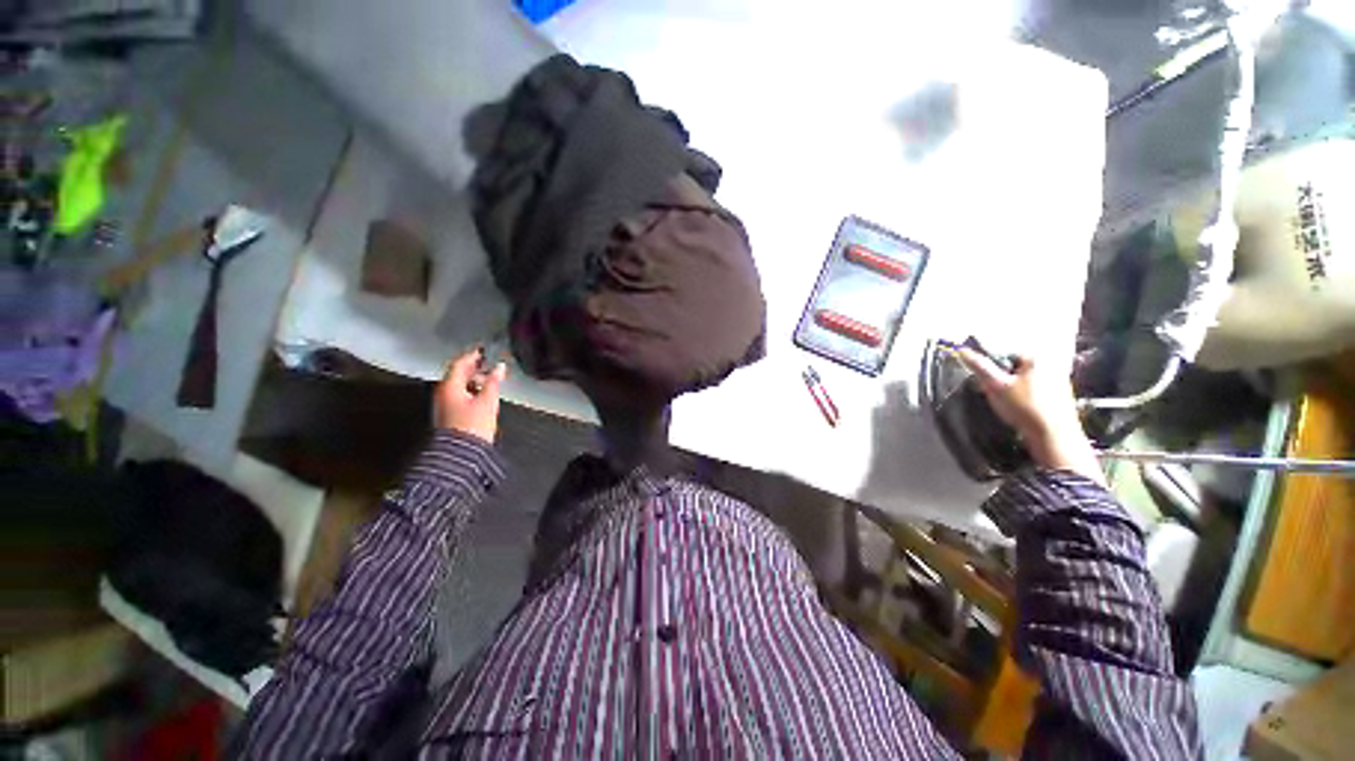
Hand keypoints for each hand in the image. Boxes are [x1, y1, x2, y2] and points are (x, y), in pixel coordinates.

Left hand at [435, 349, 507, 443]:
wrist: (462, 453)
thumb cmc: (473, 427)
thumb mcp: (488, 401)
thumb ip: (493, 382)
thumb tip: (499, 368)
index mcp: (449, 387)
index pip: (459, 364)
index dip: (472, 356)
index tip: (483, 350)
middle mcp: (443, 394)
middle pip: (457, 374)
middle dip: (474, 368)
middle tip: (489, 363)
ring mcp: (444, 405)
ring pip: (459, 385)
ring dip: (473, 380)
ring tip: (490, 379)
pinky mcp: (449, 415)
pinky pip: (459, 396)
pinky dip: (471, 391)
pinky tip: (482, 394)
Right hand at [955, 348, 1104, 485]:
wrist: (1054, 436)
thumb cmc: (1024, 407)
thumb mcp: (996, 386)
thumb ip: (979, 366)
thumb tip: (962, 350)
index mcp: (1035, 358)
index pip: (1003, 354)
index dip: (990, 368)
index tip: (984, 382)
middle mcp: (1050, 363)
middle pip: (1014, 367)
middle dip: (1001, 377)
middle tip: (994, 393)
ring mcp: (1059, 379)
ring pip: (1024, 378)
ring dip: (1013, 387)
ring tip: (1007, 403)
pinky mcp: (1062, 394)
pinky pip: (1036, 388)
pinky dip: (1026, 395)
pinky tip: (1022, 408)